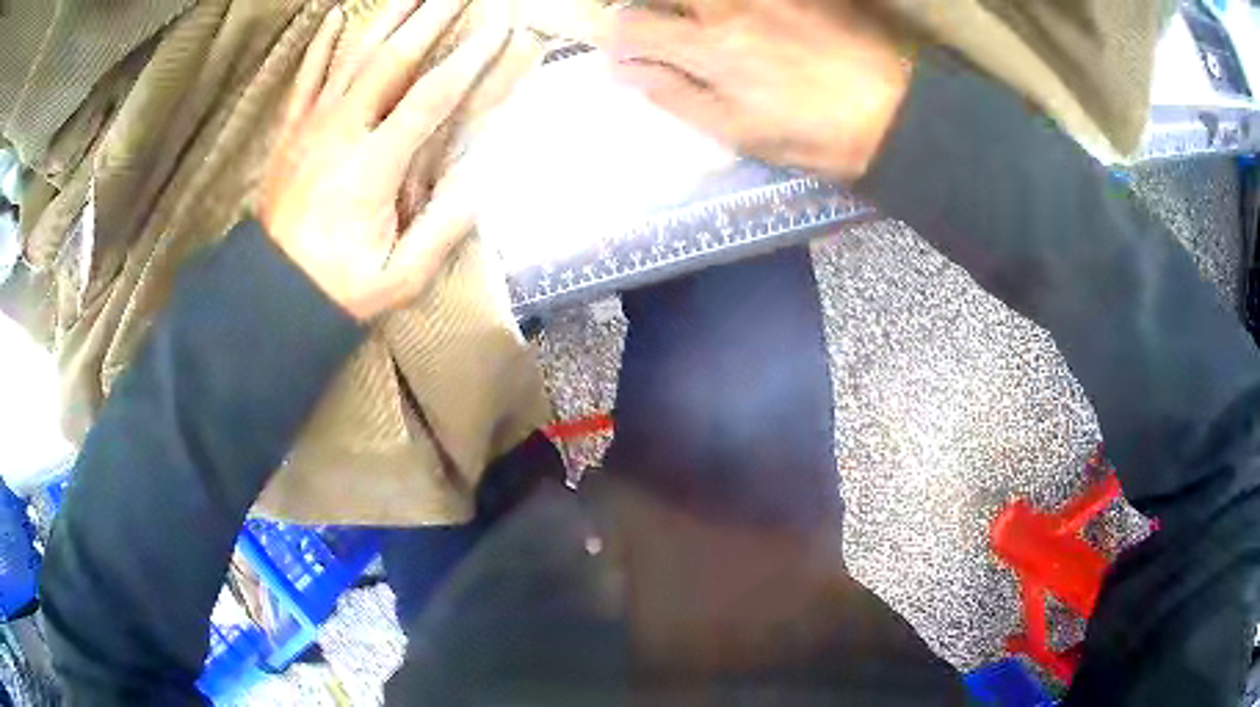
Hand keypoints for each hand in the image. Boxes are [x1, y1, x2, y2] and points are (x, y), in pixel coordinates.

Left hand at [258, 0, 508, 321]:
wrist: (270, 295)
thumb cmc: (339, 287)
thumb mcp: (401, 277)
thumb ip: (444, 227)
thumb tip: (483, 176)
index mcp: (373, 168)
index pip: (430, 98)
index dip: (468, 59)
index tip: (499, 27)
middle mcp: (342, 133)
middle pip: (392, 60)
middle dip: (431, 18)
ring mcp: (311, 127)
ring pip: (353, 57)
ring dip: (388, 17)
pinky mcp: (290, 132)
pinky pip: (306, 78)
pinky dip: (321, 45)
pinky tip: (335, 16)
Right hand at [596, 0, 910, 181]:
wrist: (900, 114)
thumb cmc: (818, 136)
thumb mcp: (740, 132)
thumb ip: (677, 96)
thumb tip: (623, 71)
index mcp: (711, 51)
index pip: (634, 25)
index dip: (616, 32)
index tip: (621, 44)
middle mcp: (732, 9)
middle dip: (649, 6)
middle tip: (656, 21)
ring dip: (693, 6)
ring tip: (701, 23)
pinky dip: (734, 5)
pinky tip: (738, 18)